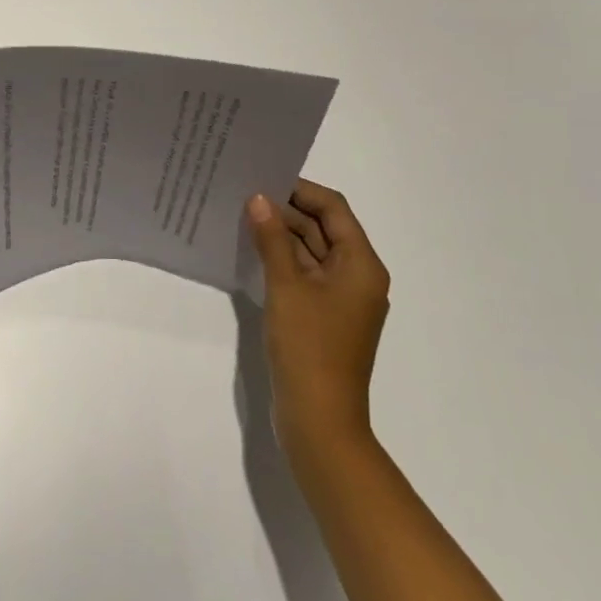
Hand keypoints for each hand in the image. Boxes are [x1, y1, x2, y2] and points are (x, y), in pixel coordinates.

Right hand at [246, 180, 389, 453]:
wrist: (319, 422)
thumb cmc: (309, 348)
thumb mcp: (287, 286)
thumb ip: (272, 238)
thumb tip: (258, 198)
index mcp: (361, 265)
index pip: (333, 208)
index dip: (300, 190)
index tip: (262, 178)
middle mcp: (356, 276)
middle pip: (322, 228)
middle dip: (285, 211)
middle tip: (242, 194)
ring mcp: (340, 299)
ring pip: (310, 251)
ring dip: (280, 235)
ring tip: (239, 216)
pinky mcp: (322, 317)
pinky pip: (303, 275)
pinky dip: (280, 260)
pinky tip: (250, 251)